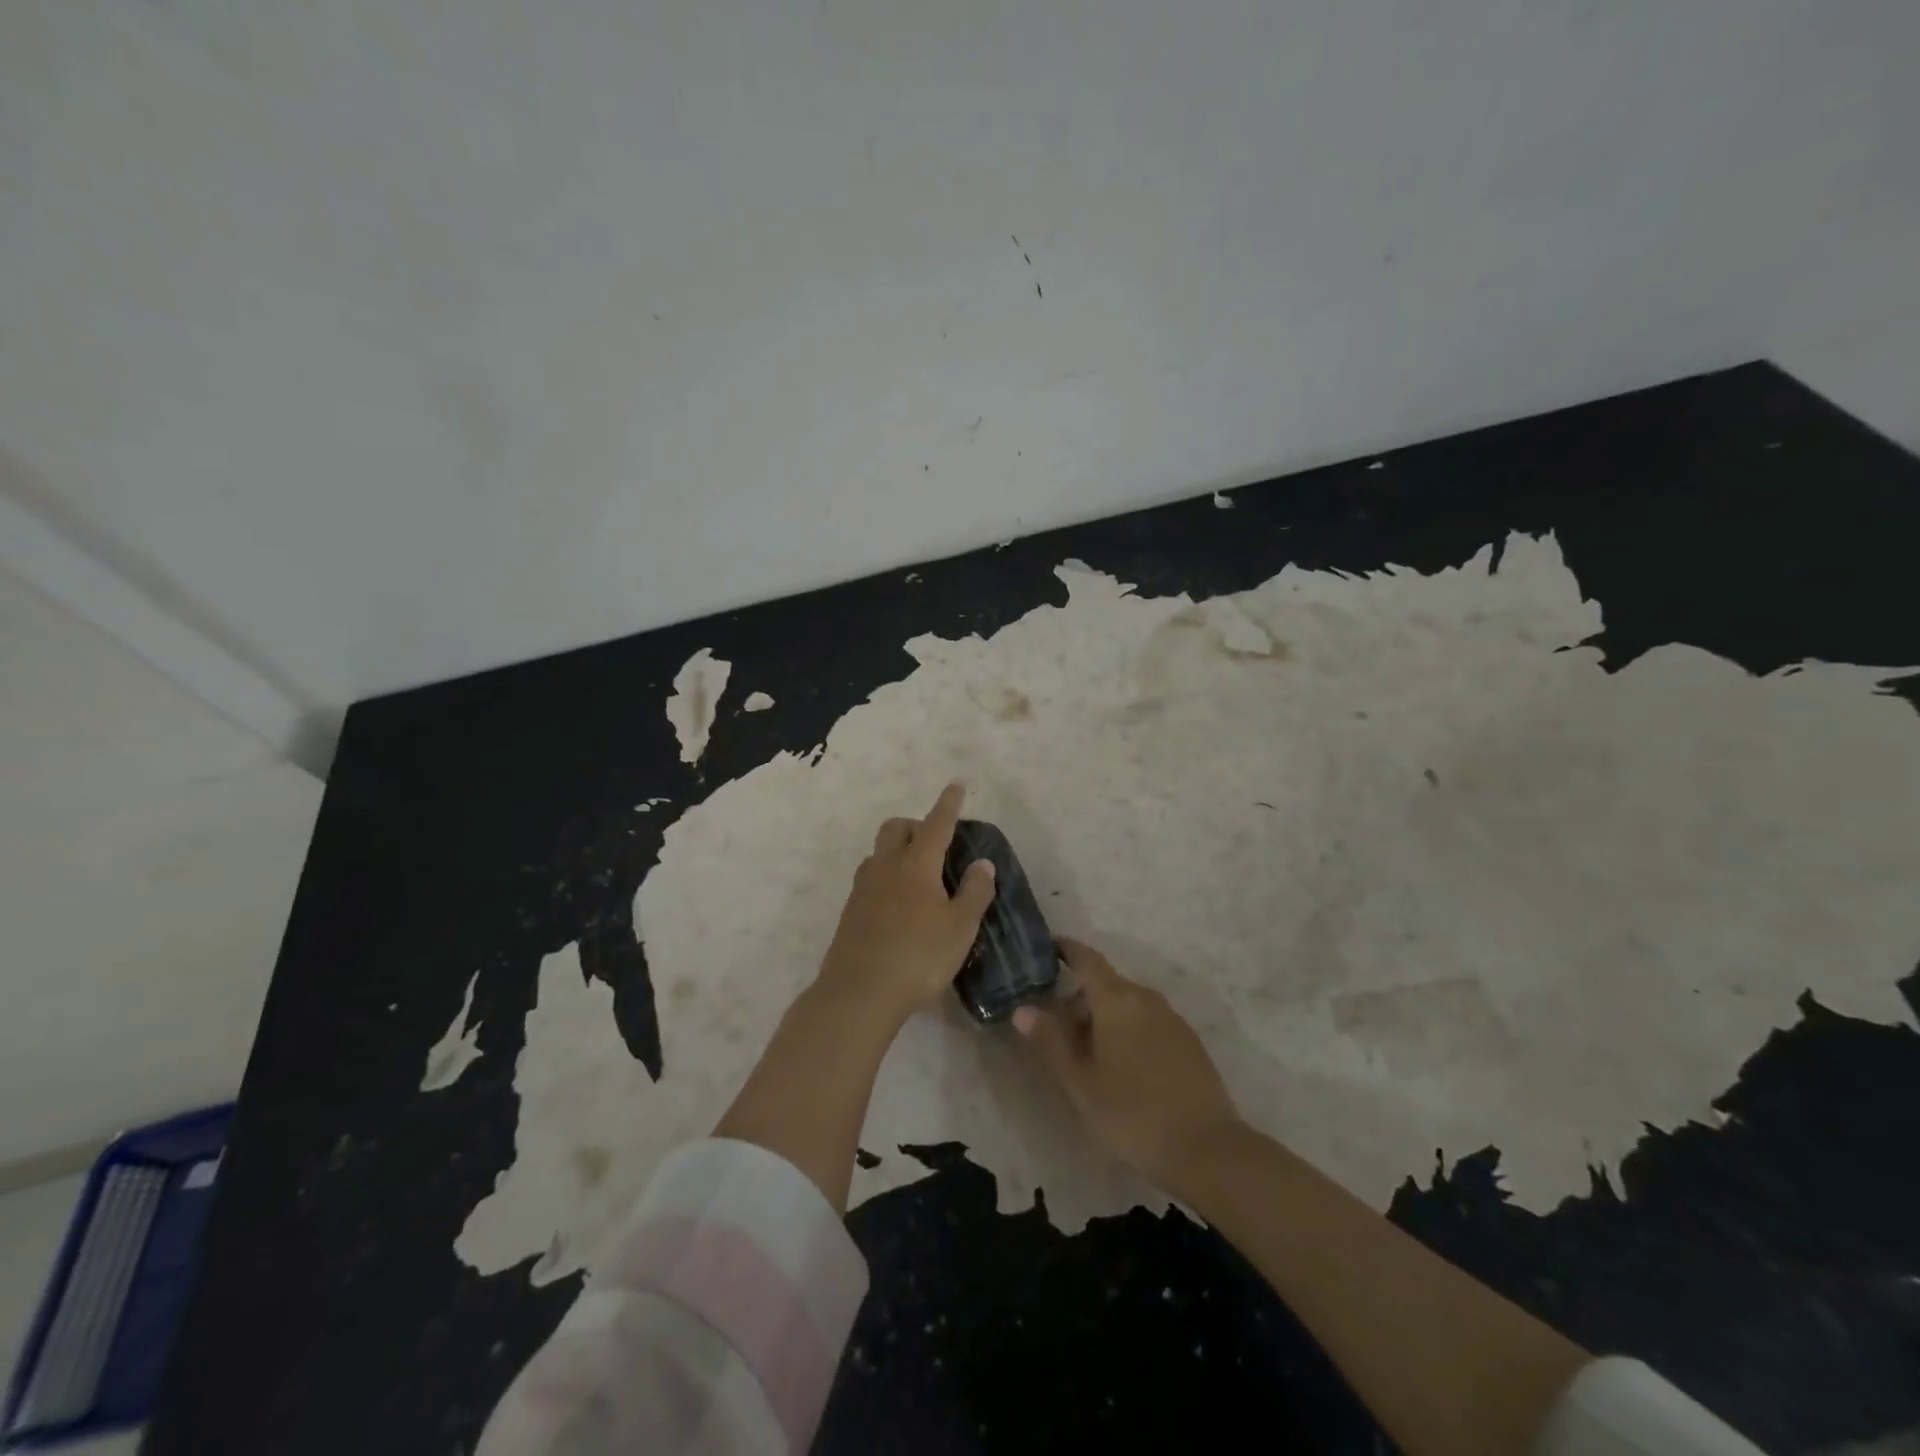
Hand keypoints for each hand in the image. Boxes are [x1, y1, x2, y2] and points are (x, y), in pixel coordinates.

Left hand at [815, 783, 996, 1027]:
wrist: (859, 993)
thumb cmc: (918, 957)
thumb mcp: (959, 928)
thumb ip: (974, 892)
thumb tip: (982, 863)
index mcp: (916, 865)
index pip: (936, 824)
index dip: (948, 804)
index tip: (956, 784)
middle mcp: (886, 867)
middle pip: (896, 828)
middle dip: (916, 825)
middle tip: (936, 844)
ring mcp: (863, 888)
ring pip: (879, 852)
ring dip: (898, 850)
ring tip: (918, 876)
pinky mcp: (850, 911)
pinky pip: (870, 877)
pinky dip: (886, 876)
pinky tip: (898, 904)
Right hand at [1013, 939, 1242, 1188]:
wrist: (1208, 1150)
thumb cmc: (1132, 1112)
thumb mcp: (1080, 1081)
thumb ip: (1050, 1041)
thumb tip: (1023, 1008)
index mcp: (1117, 999)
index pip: (1087, 959)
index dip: (1066, 950)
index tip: (1047, 947)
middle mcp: (1146, 998)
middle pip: (1107, 985)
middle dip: (1080, 997)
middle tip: (1055, 1025)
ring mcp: (1172, 1020)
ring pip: (1128, 1006)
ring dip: (1104, 1018)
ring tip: (1085, 1052)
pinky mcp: (1189, 1043)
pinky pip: (1148, 1023)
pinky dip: (1127, 1032)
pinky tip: (1121, 1067)